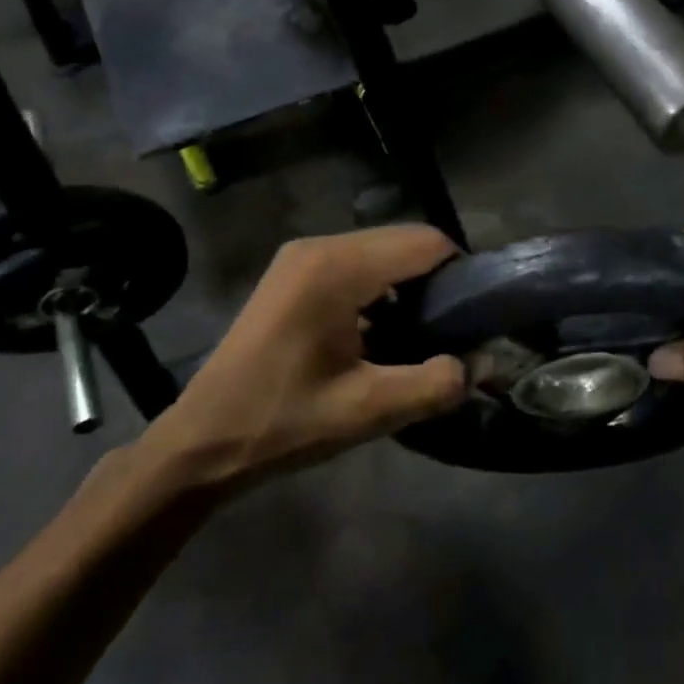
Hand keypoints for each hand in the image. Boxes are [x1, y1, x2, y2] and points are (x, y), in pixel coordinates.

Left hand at [141, 225, 467, 486]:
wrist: (201, 441)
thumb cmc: (283, 423)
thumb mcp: (368, 410)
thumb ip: (435, 383)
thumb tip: (481, 362)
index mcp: (337, 267)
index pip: (426, 242)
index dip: (462, 274)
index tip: (476, 319)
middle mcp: (319, 247)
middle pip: (404, 242)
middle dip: (437, 282)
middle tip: (450, 334)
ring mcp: (301, 258)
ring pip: (382, 253)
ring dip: (409, 288)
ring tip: (420, 338)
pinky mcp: (293, 274)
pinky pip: (356, 266)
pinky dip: (381, 291)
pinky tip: (381, 335)